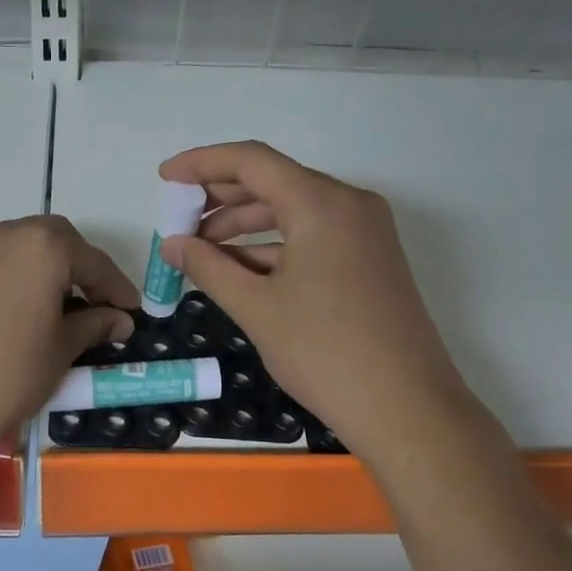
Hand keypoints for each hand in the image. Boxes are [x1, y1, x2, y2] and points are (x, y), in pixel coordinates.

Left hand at [0, 215, 138, 471]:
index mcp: (41, 247)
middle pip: (55, 241)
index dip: (117, 287)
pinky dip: (14, 280)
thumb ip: (95, 325)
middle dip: (81, 268)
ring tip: (56, 309)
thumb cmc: (6, 377)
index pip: (93, 261)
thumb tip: (119, 319)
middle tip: (96, 303)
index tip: (132, 312)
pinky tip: (16, 315)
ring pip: (20, 249)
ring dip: (45, 270)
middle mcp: (4, 236)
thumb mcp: (60, 351)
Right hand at [159, 142, 471, 460]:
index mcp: (322, 203)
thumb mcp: (257, 308)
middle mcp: (349, 205)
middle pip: (275, 182)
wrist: (406, 409)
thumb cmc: (325, 352)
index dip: (202, 163)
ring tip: (201, 250)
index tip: (165, 178)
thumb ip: (209, 268)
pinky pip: (314, 238)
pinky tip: (240, 271)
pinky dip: (275, 248)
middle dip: (221, 198)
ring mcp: (366, 233)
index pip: (252, 161)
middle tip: (178, 218)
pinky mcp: (371, 261)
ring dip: (246, 227)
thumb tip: (172, 244)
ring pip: (295, 212)